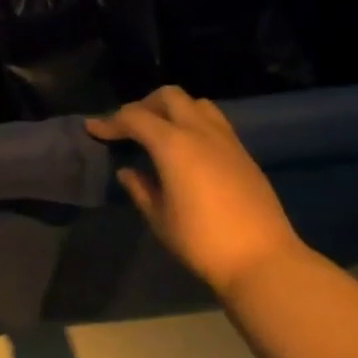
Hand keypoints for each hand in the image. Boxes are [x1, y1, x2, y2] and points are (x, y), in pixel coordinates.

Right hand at [86, 87, 303, 293]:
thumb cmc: (202, 241)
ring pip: (196, 103)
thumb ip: (140, 189)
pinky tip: (186, 149)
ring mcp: (226, 140)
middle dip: (143, 105)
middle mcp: (200, 132)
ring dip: (172, 110)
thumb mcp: (160, 219)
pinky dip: (193, 123)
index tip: (93, 129)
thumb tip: (128, 171)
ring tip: (159, 133)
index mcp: (173, 145)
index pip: (134, 117)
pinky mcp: (243, 154)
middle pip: (168, 96)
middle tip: (128, 128)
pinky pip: (214, 122)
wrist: (264, 260)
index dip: (110, 122)